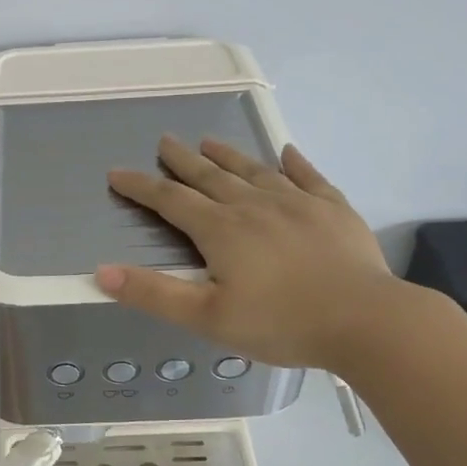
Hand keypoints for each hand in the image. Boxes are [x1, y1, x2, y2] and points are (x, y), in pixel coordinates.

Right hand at [97, 135, 412, 372]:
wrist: (365, 320)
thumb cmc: (280, 323)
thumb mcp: (206, 318)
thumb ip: (153, 294)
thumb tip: (102, 271)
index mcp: (221, 230)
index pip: (170, 201)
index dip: (141, 187)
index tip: (117, 173)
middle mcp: (255, 206)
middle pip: (210, 177)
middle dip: (182, 161)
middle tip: (165, 141)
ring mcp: (298, 203)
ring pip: (254, 171)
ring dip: (229, 156)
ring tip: (209, 141)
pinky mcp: (333, 210)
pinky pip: (309, 177)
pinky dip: (295, 164)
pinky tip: (288, 153)